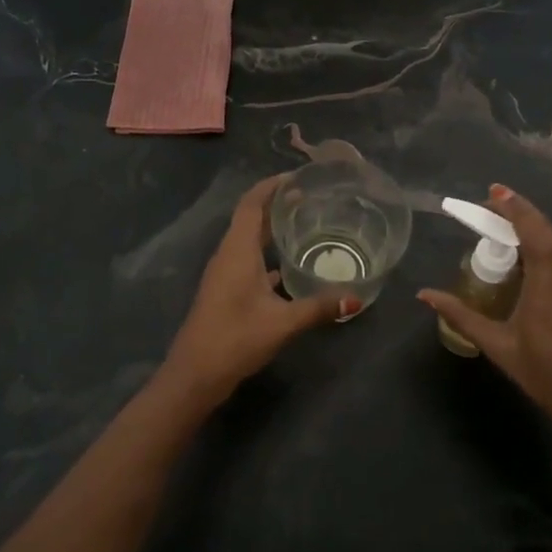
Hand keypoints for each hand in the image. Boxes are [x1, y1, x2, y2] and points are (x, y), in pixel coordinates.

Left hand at [160, 175, 356, 404]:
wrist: (195, 375)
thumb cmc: (235, 338)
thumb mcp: (282, 322)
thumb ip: (319, 307)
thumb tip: (356, 298)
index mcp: (237, 250)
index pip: (252, 204)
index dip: (271, 186)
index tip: (298, 177)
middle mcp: (229, 254)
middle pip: (251, 217)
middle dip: (277, 204)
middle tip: (311, 197)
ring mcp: (225, 273)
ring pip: (250, 240)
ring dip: (272, 229)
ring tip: (305, 223)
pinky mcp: (227, 290)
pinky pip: (249, 260)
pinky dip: (269, 255)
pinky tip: (292, 265)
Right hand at [418, 185, 551, 449]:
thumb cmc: (547, 379)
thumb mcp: (499, 347)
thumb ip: (462, 316)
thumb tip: (425, 295)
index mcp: (550, 287)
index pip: (535, 233)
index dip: (516, 207)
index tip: (494, 191)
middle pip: (547, 236)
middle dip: (518, 218)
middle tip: (489, 213)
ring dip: (532, 240)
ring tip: (502, 243)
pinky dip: (545, 260)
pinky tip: (527, 275)